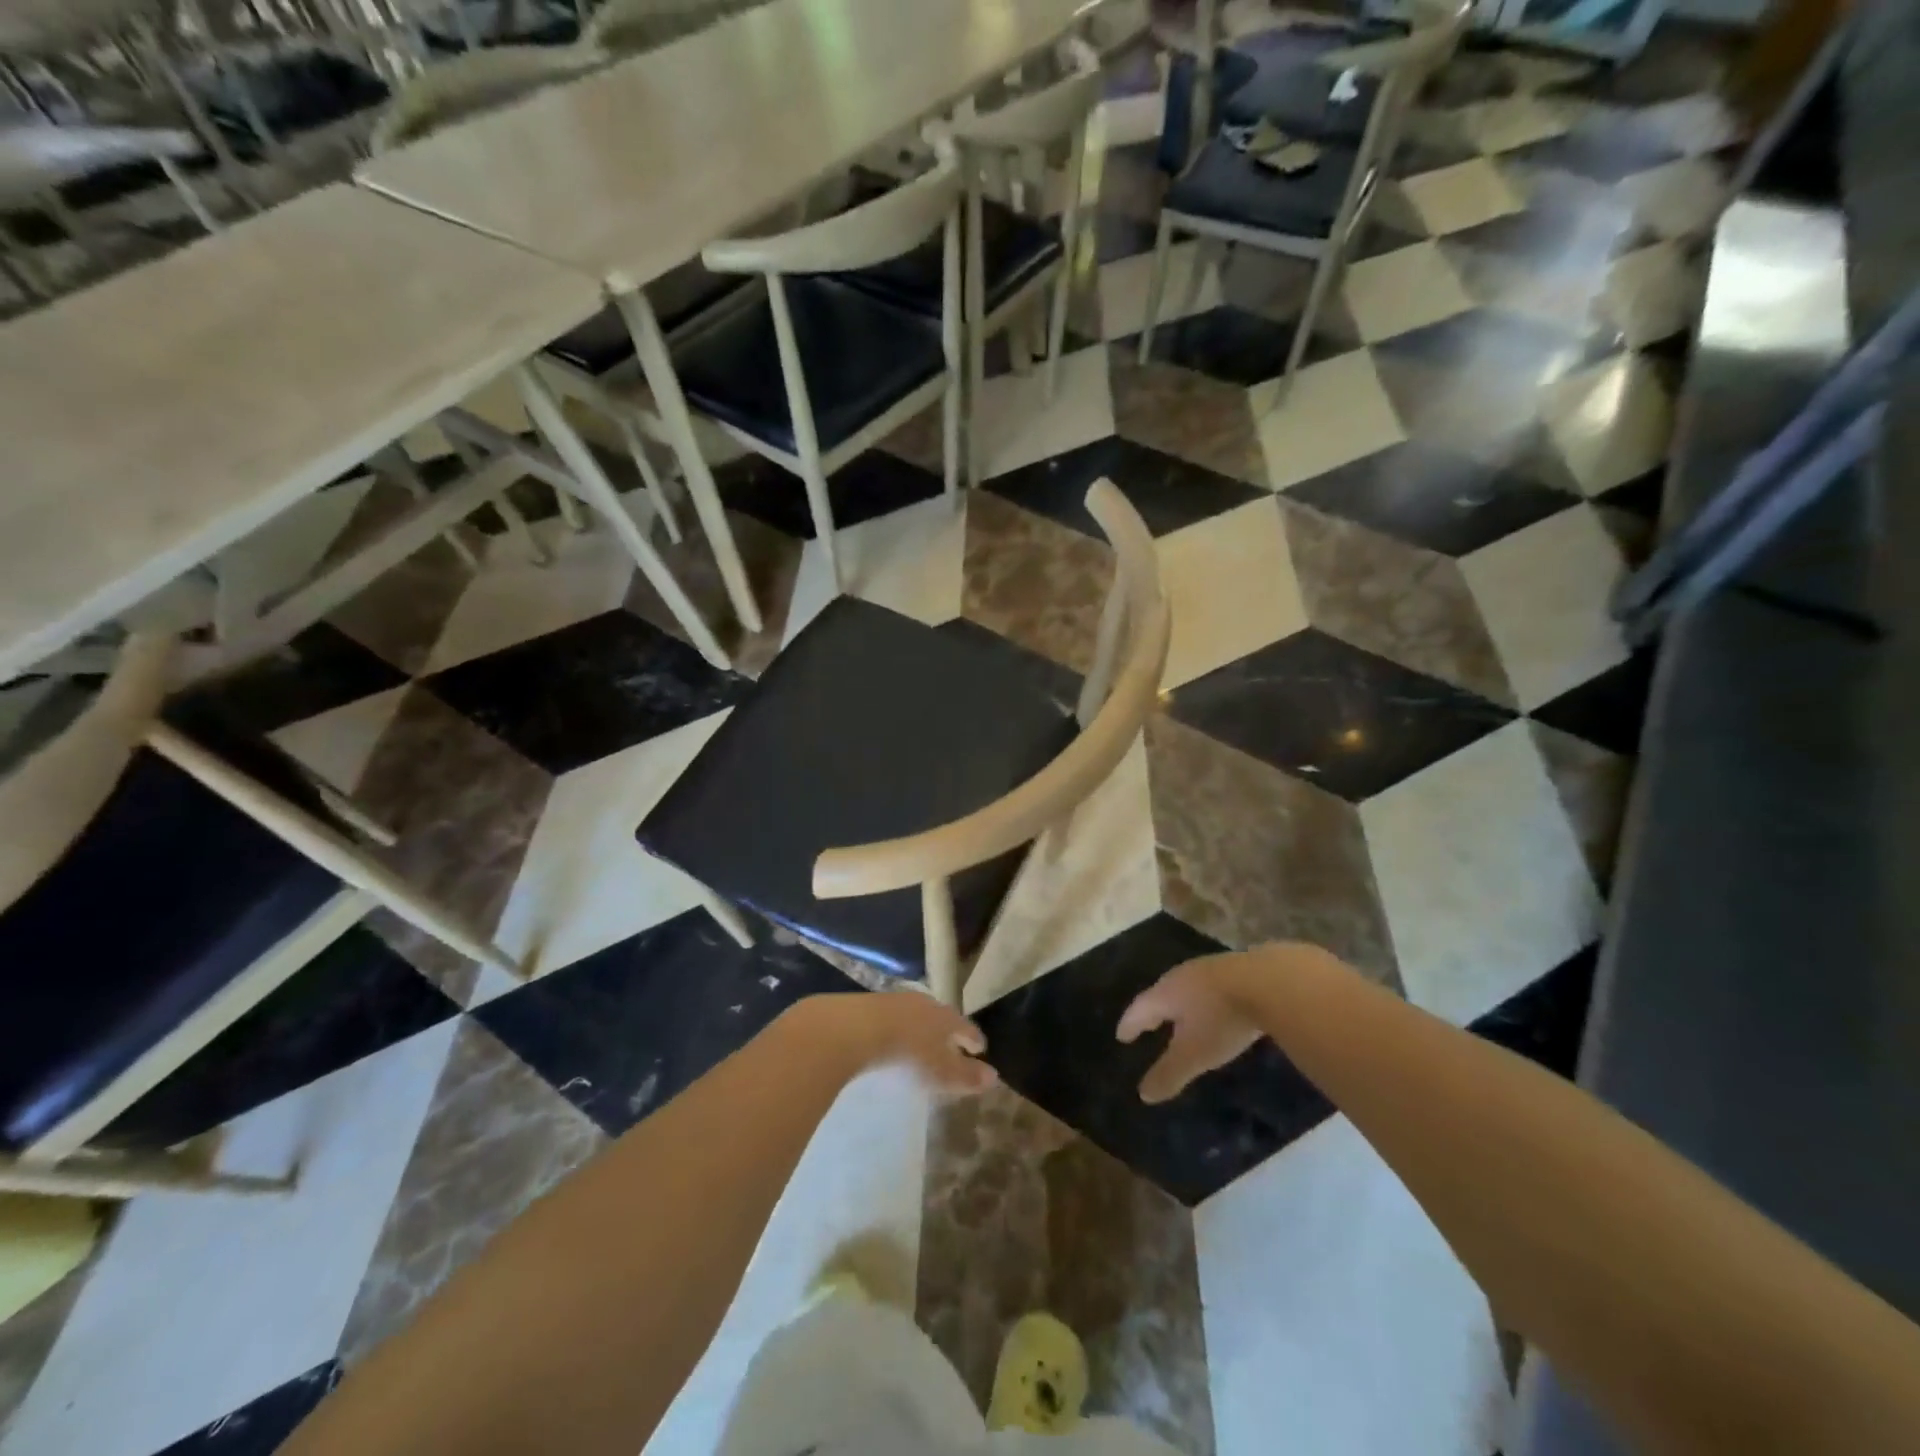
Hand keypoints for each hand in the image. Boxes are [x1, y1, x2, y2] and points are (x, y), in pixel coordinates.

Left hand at [800, 991, 997, 1096]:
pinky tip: (890, 1041)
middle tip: (952, 1045)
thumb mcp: (940, 1071)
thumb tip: (994, 1077)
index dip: (974, 1038)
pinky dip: (897, 1030)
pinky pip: (891, 1018)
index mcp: (944, 1017)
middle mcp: (922, 1003)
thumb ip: (966, 1075)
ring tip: (921, 1044)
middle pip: (940, 1017)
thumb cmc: (907, 1053)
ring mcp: (893, 1002)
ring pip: (915, 1015)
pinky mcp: (867, 1006)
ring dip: (920, 1029)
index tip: (980, 1048)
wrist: (854, 1029)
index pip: (965, 1026)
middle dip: (947, 1031)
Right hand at [1117, 949, 1289, 1102]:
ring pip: (1188, 987)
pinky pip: (1213, 986)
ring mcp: (1211, 969)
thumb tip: (1143, 1094)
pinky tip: (1218, 1007)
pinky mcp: (1239, 968)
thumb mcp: (1195, 1054)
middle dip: (1154, 1011)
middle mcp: (1183, 976)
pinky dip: (1207, 999)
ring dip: (1182, 1003)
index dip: (1130, 1025)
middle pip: (1162, 994)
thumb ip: (1169, 1073)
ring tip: (1182, 1017)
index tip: (1121, 1037)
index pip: (1139, 1009)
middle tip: (1148, 1024)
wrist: (1271, 981)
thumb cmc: (1222, 1019)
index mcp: (1166, 993)